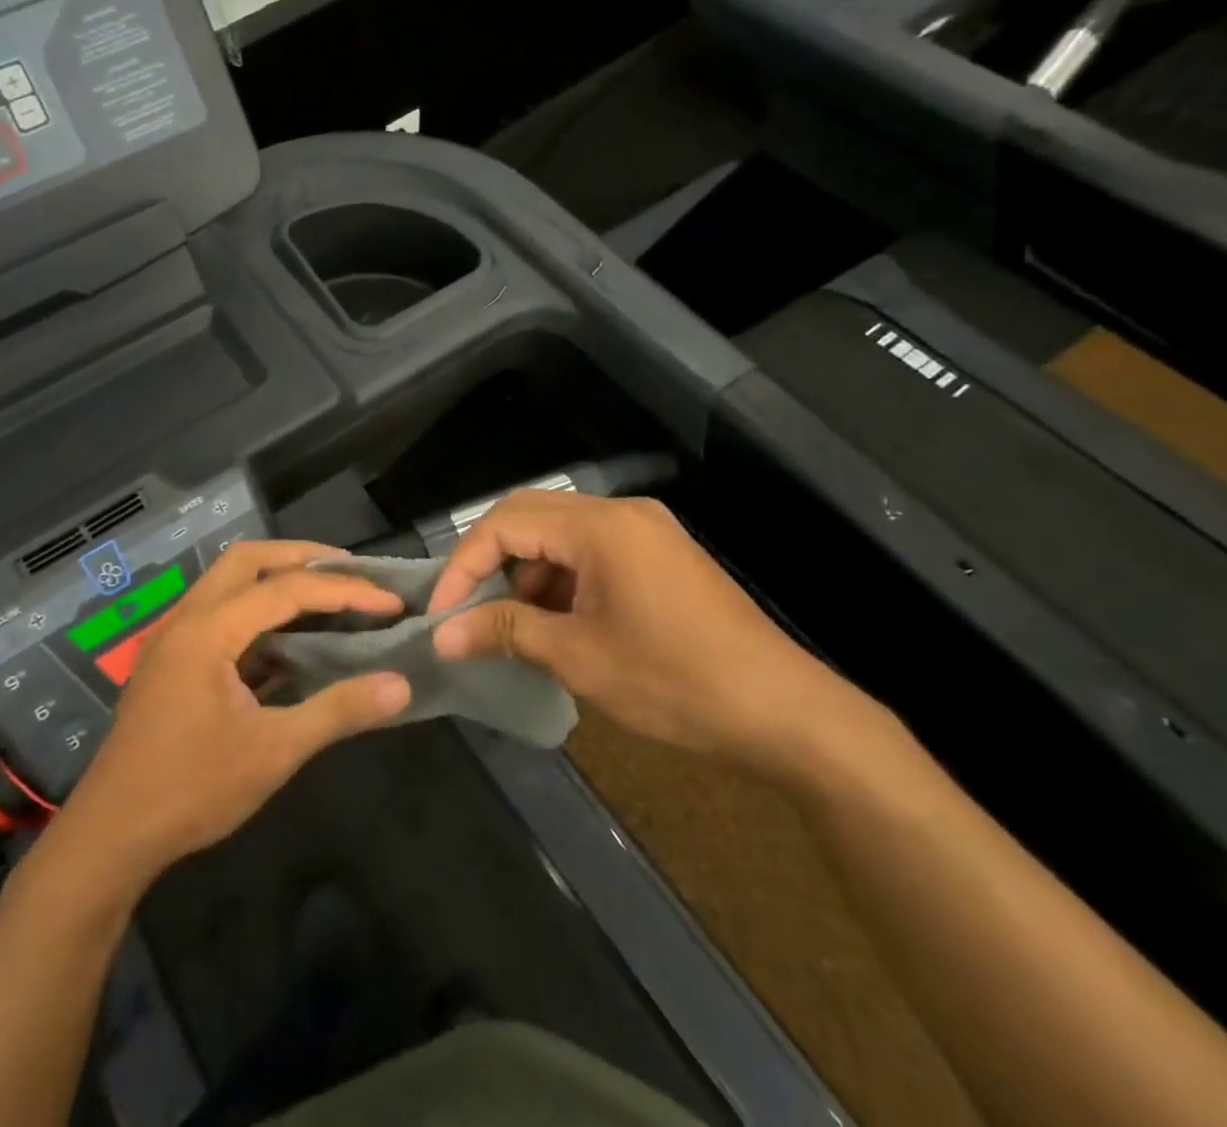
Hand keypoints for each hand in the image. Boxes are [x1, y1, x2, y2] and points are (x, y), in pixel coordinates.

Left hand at [51, 541, 410, 887]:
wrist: (110, 836)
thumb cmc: (191, 790)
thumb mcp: (274, 752)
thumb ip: (338, 711)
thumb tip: (400, 685)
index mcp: (208, 631)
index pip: (287, 589)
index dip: (345, 590)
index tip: (391, 601)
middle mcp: (186, 619)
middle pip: (247, 559)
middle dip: (303, 557)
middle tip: (352, 571)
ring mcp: (173, 637)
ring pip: (228, 581)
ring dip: (276, 578)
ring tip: (326, 594)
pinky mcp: (171, 660)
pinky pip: (219, 612)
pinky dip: (257, 610)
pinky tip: (289, 639)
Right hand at [428, 490, 857, 772]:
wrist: (786, 713)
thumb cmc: (674, 681)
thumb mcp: (579, 657)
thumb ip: (504, 631)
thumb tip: (442, 635)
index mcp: (600, 526)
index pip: (506, 524)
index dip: (464, 565)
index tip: (440, 614)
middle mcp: (621, 513)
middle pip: (530, 517)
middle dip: (490, 562)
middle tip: (465, 610)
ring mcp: (645, 532)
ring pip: (559, 536)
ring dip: (526, 574)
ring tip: (511, 627)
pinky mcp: (659, 556)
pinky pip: (591, 553)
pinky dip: (561, 582)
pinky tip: (556, 625)